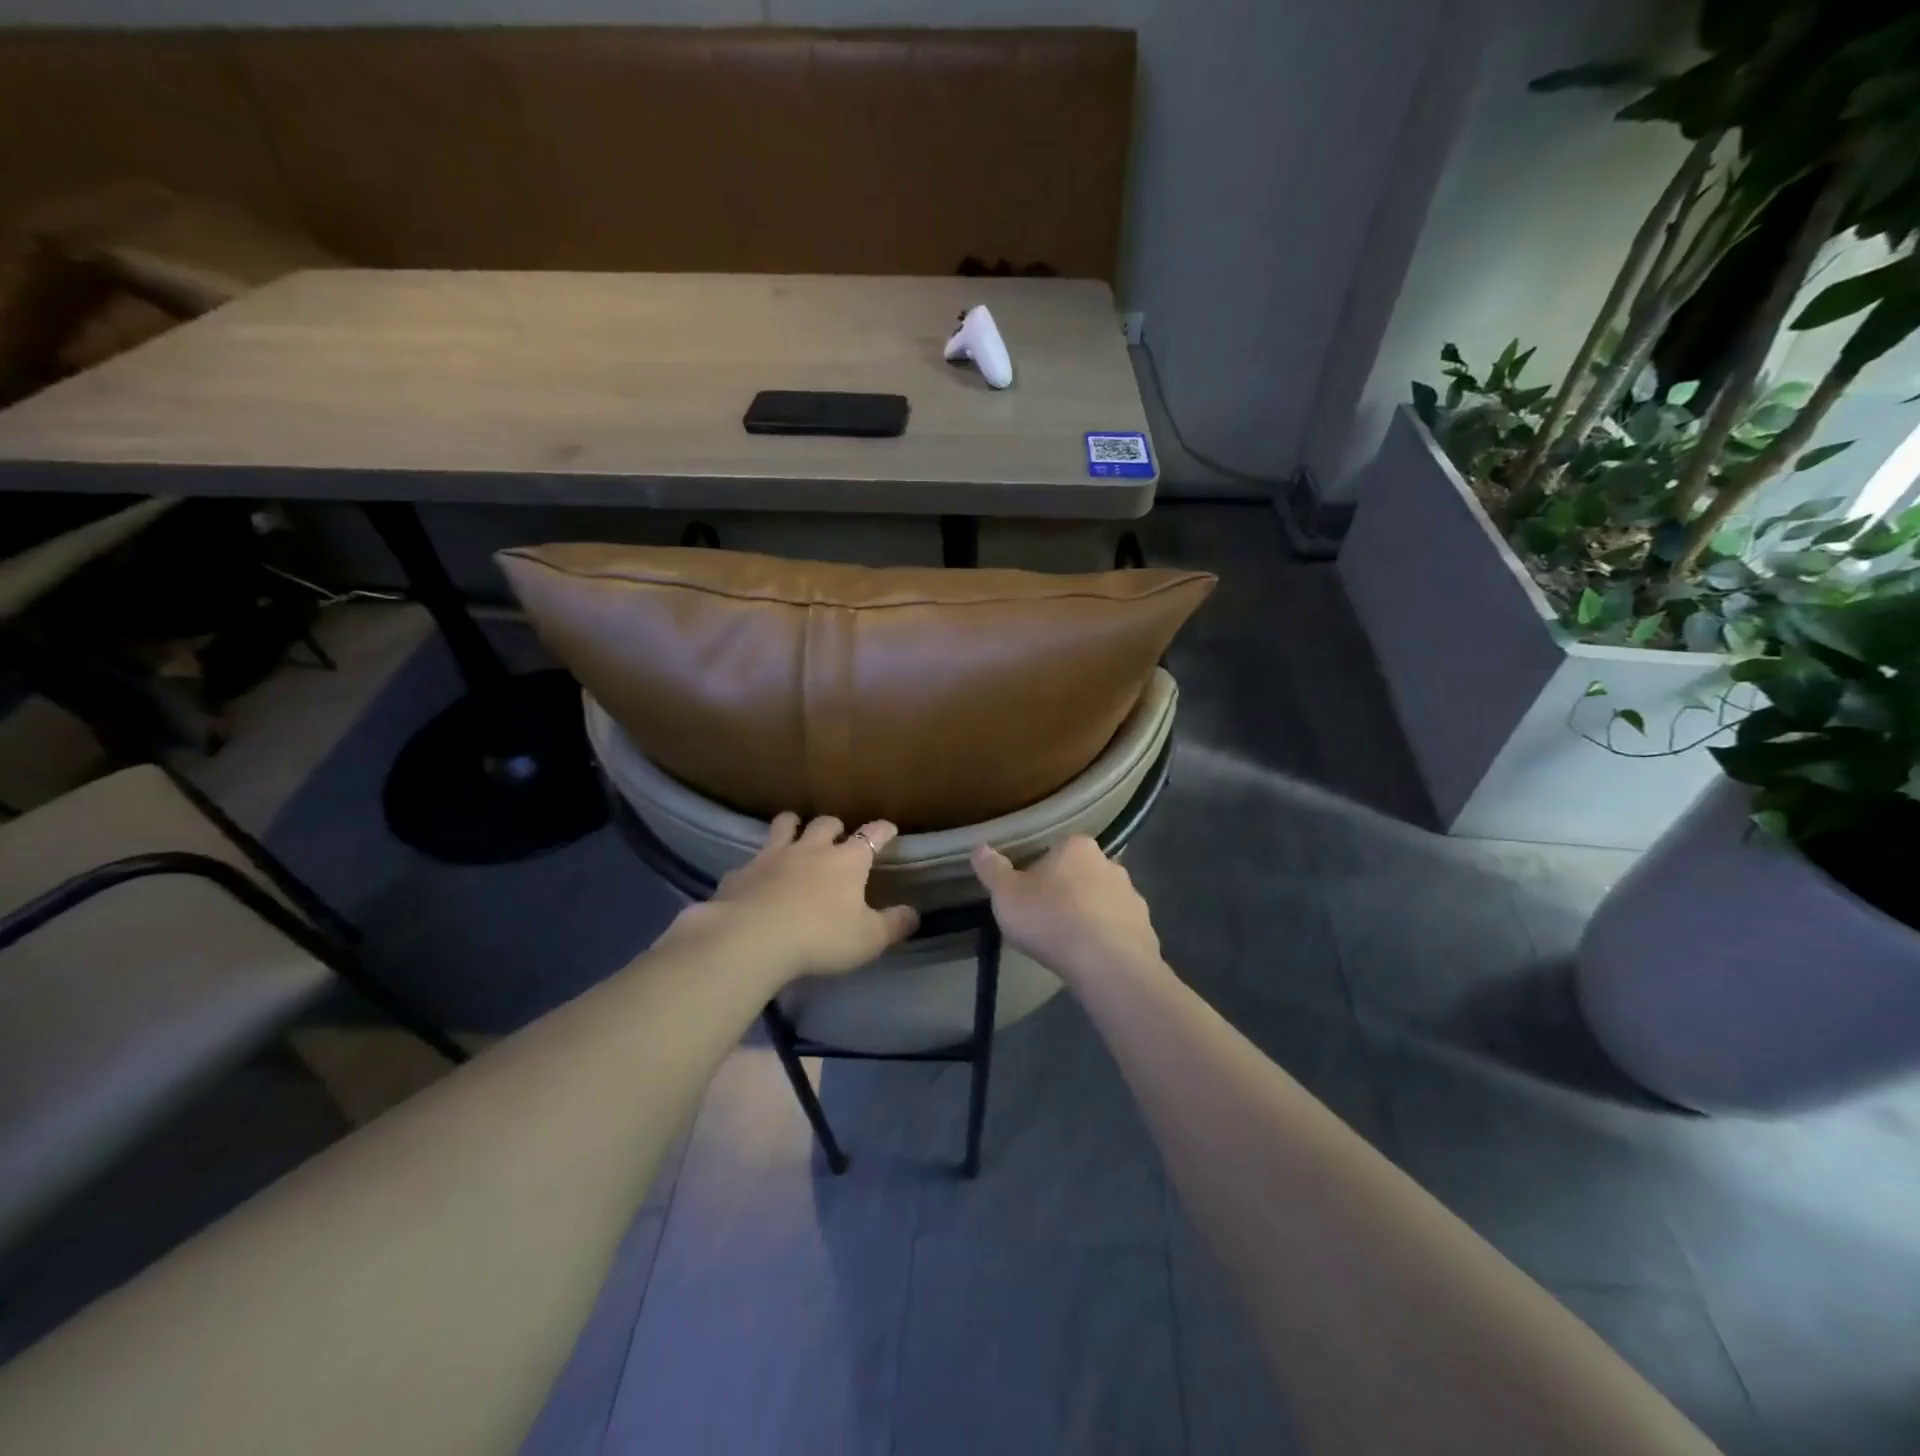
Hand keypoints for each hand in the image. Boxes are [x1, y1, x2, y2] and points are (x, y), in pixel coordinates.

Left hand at [668, 813, 918, 982]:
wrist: (751, 938)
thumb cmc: (820, 937)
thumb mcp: (868, 939)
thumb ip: (893, 925)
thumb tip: (914, 914)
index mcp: (847, 861)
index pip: (872, 835)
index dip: (882, 830)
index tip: (889, 829)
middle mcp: (812, 849)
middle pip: (826, 823)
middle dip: (835, 827)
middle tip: (838, 838)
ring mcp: (774, 856)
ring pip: (785, 825)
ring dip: (794, 826)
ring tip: (796, 834)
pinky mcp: (742, 871)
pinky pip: (752, 859)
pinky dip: (759, 864)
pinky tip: (757, 878)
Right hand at [970, 835, 1162, 987]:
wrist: (1107, 964)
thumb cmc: (1051, 919)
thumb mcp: (1006, 895)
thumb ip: (992, 869)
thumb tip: (979, 845)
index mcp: (1077, 847)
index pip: (1056, 849)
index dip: (1040, 870)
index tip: (1028, 893)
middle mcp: (1110, 863)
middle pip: (1082, 873)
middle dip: (1067, 891)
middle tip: (1046, 918)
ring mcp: (1133, 896)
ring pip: (1104, 900)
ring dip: (1090, 915)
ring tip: (1068, 942)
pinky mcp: (1146, 928)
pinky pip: (1120, 929)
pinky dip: (1108, 939)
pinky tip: (1092, 958)